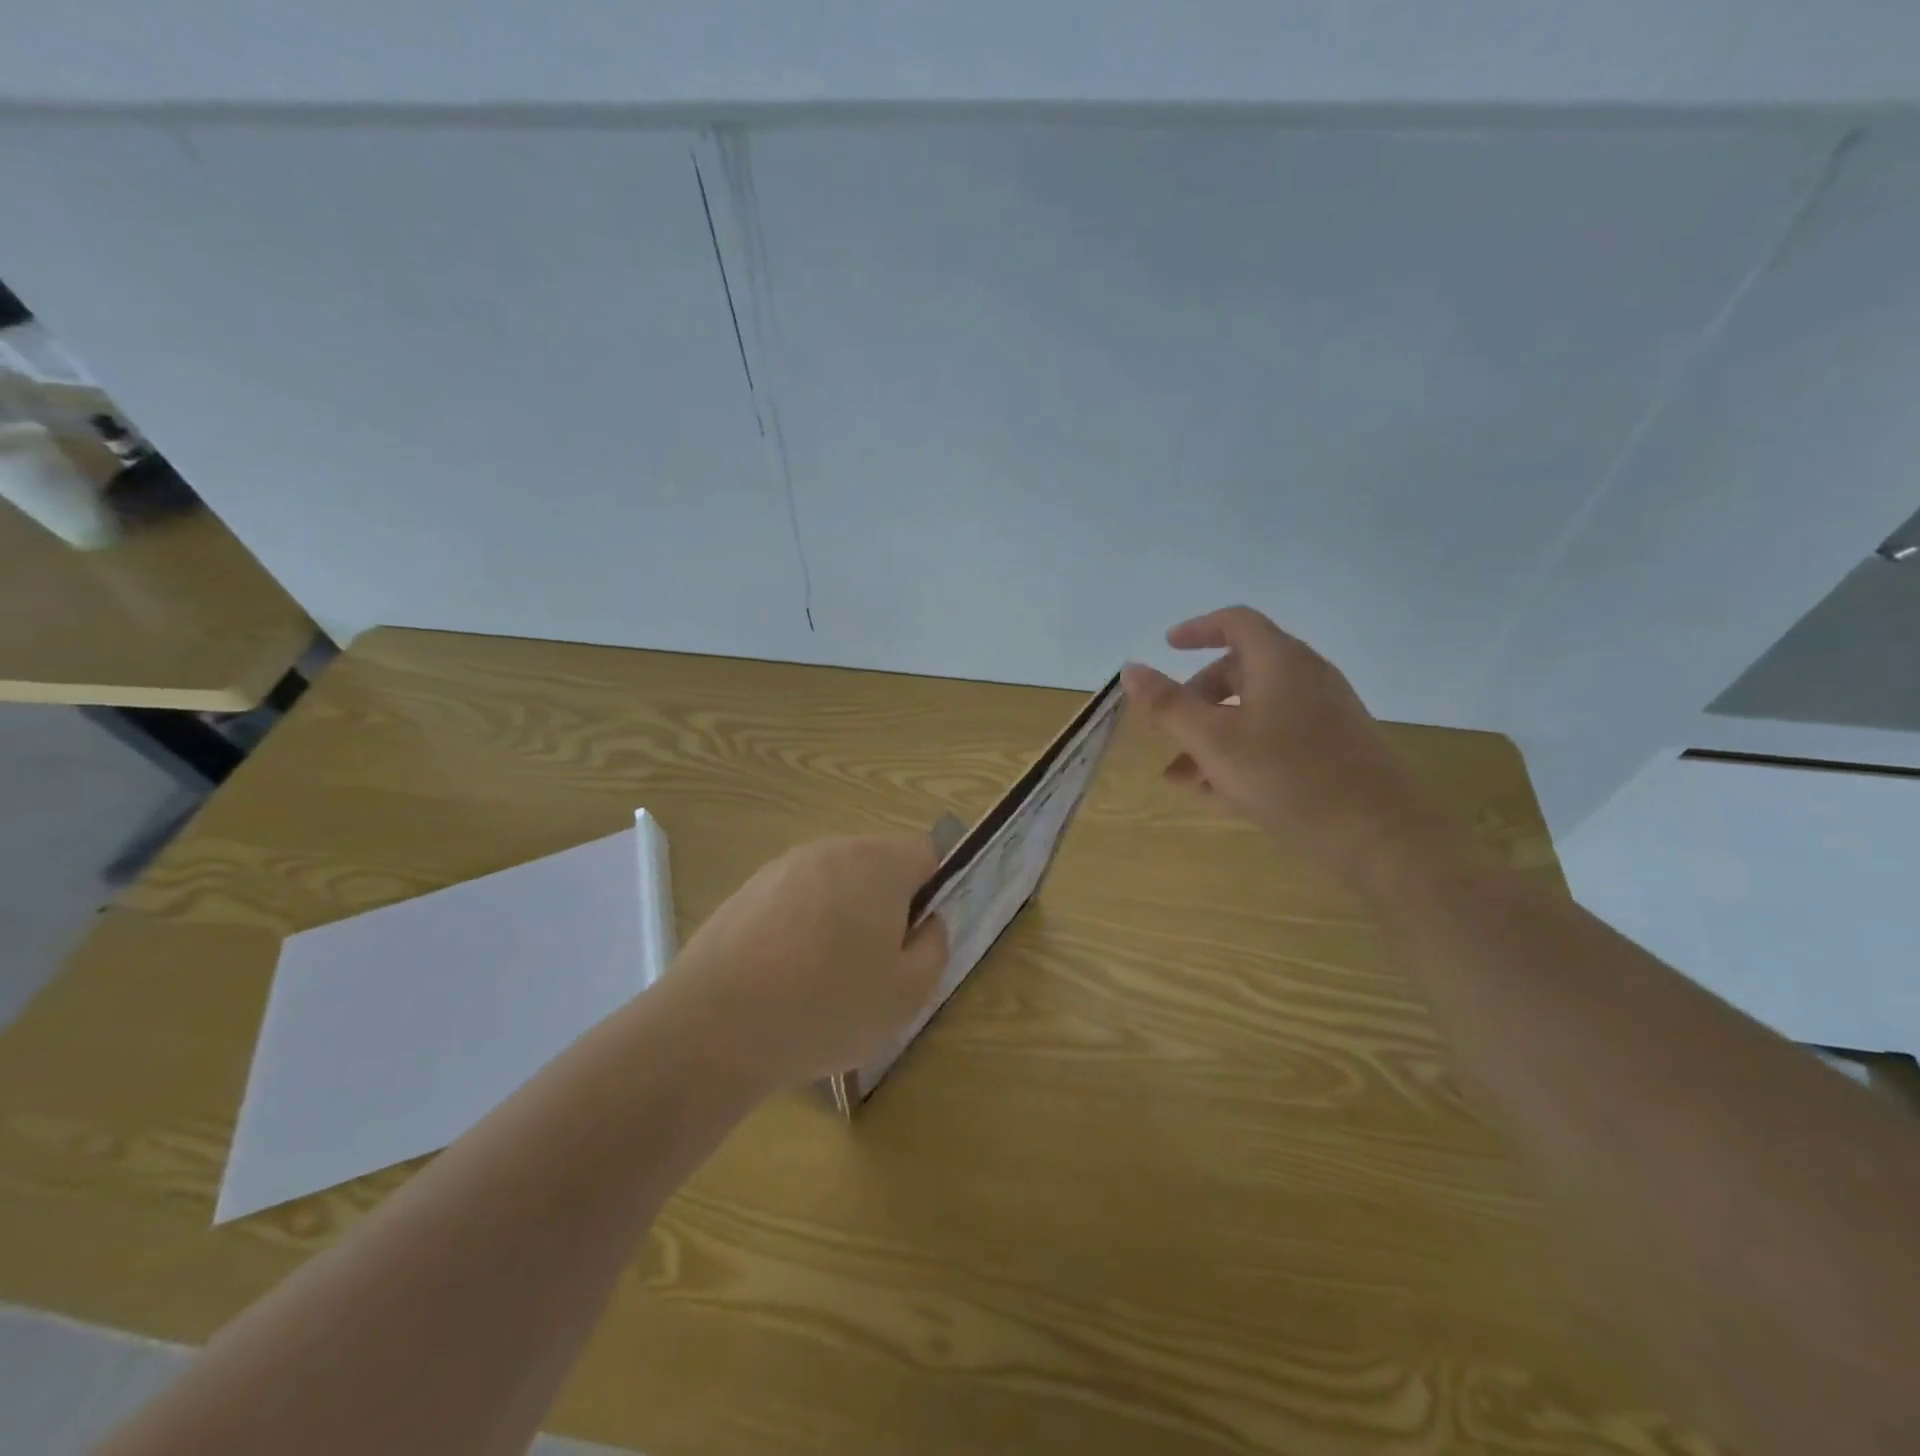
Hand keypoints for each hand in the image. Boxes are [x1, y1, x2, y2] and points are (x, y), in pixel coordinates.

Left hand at [663, 836, 948, 1090]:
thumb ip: (934, 947)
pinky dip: (801, 927)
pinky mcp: (747, 890)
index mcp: (879, 864)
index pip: (927, 854)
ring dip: (842, 916)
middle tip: (876, 964)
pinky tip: (785, 976)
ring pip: (834, 883)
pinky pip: (794, 900)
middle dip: (886, 905)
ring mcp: (784, 867)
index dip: (934, 892)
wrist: (716, 1026)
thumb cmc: (828, 1006)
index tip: (917, 938)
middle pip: (878, 865)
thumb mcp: (908, 993)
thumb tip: (926, 923)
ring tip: (825, 976)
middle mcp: (832, 850)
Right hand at [1122, 606, 1462, 883]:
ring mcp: (1325, 713)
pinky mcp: (1335, 747)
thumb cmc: (1288, 776)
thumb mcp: (1213, 741)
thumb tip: (1130, 669)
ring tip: (1181, 778)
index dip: (1197, 629)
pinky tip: (1218, 792)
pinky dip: (1241, 750)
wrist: (1381, 835)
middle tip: (1166, 729)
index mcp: (1279, 661)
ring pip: (1254, 710)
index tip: (1167, 646)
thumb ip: (1167, 704)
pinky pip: (1275, 735)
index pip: (1235, 622)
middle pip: (1240, 669)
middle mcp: (1306, 677)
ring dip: (1213, 734)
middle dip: (1195, 698)